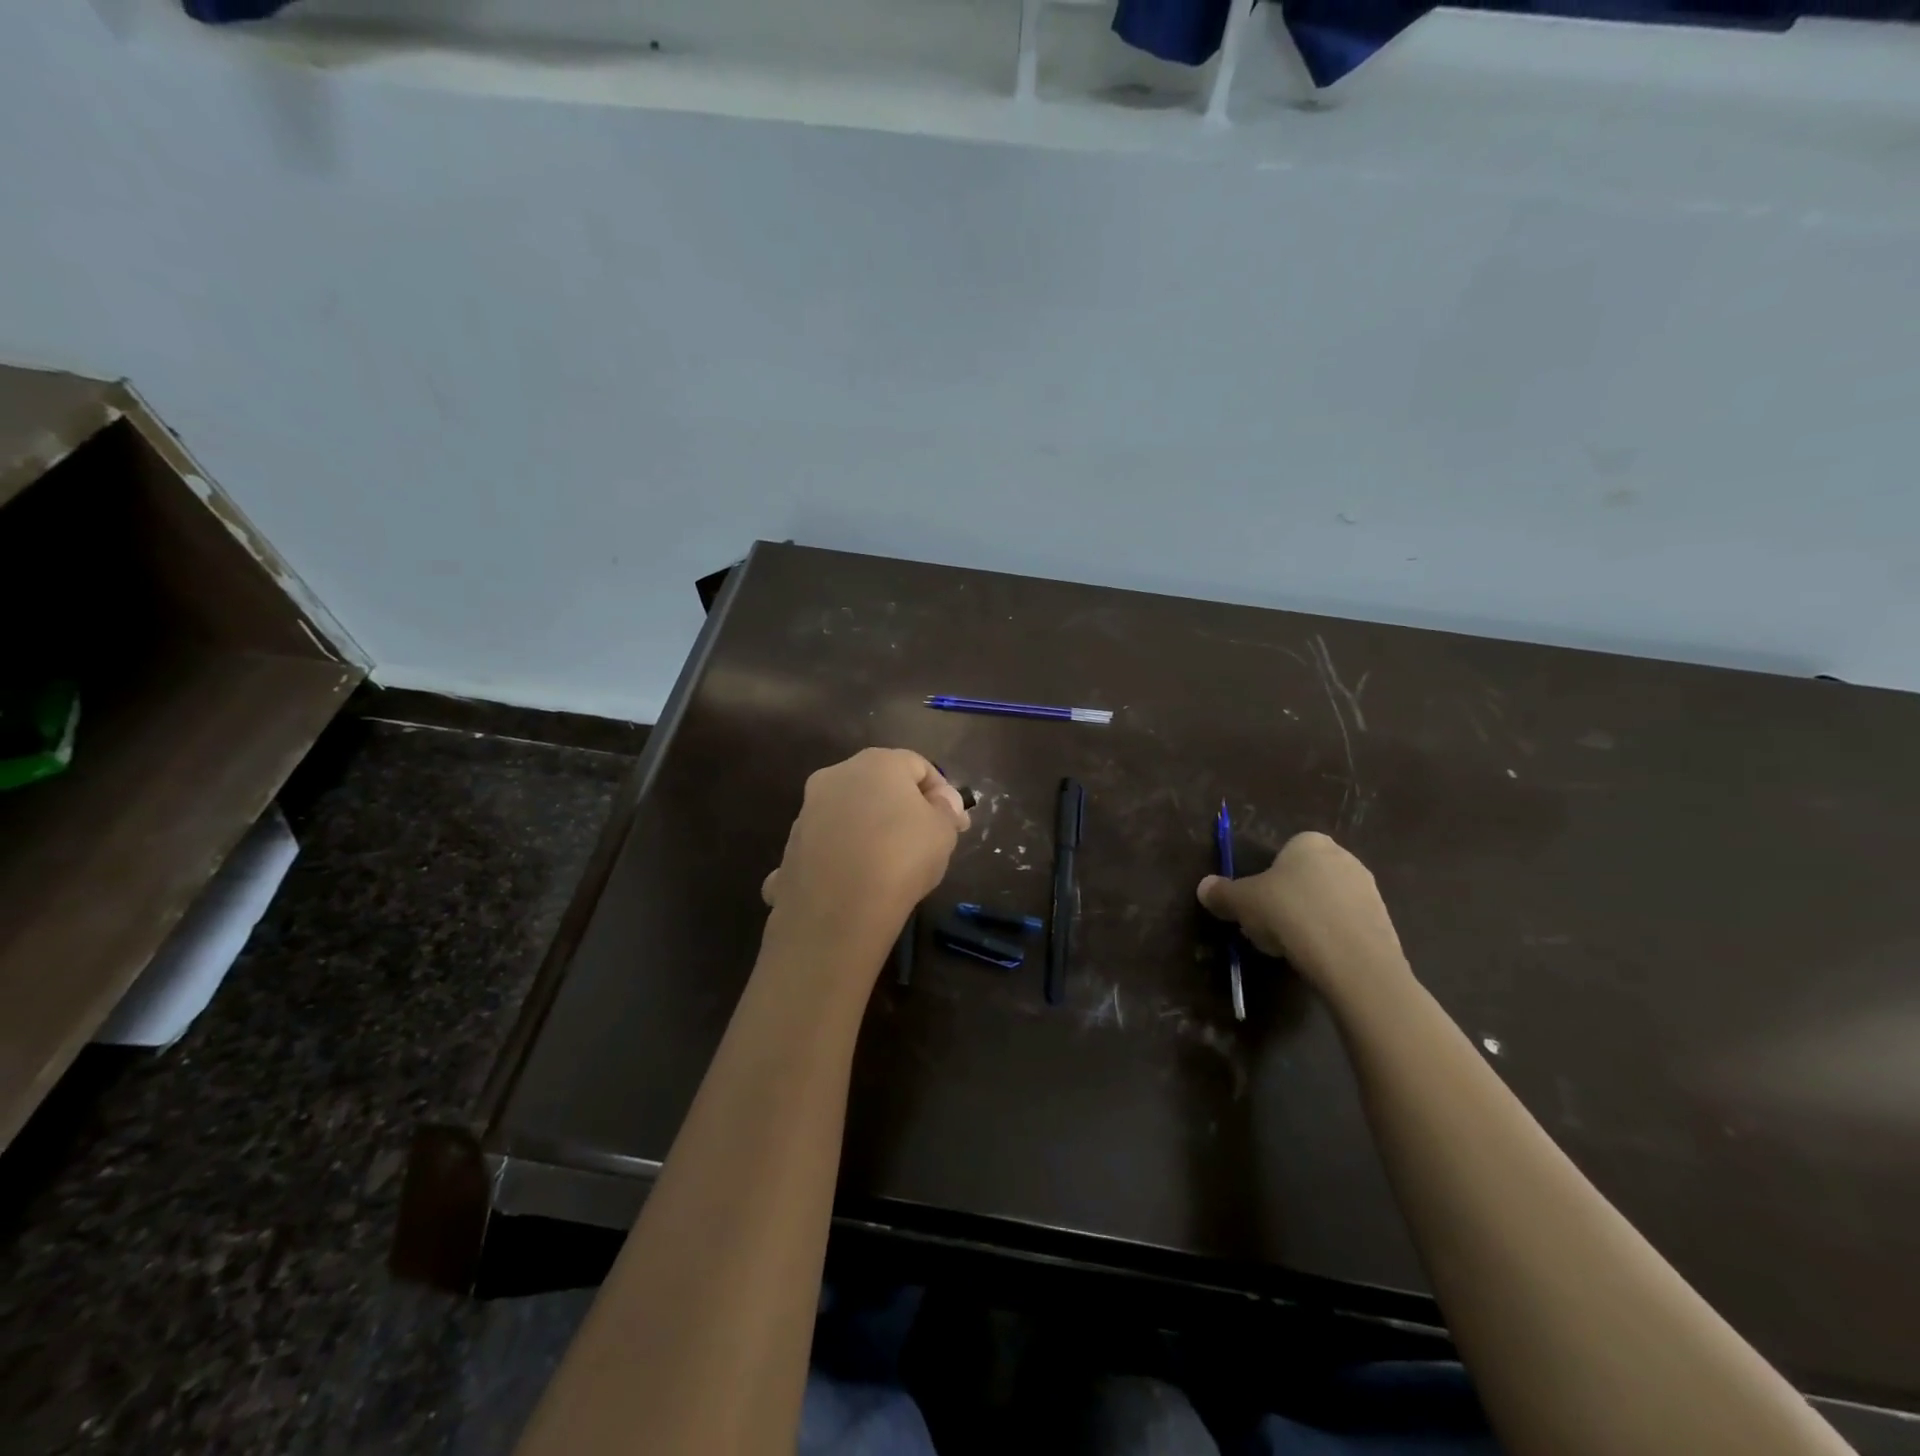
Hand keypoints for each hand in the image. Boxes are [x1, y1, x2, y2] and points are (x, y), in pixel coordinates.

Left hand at [761, 748, 969, 957]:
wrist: (837, 911)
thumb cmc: (901, 858)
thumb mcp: (943, 831)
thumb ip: (946, 809)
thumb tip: (941, 802)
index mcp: (876, 763)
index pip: (917, 765)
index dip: (942, 793)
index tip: (955, 824)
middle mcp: (835, 776)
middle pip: (878, 785)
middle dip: (902, 808)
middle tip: (924, 841)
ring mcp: (807, 811)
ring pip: (848, 813)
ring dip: (869, 830)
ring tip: (889, 866)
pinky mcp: (790, 846)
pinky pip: (826, 845)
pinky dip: (841, 856)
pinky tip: (854, 882)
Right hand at [1197, 831, 1410, 1004]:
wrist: (1352, 958)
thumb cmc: (1290, 913)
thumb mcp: (1242, 902)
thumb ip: (1222, 893)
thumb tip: (1204, 887)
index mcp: (1309, 843)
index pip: (1281, 856)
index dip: (1265, 882)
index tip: (1256, 906)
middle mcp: (1343, 858)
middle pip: (1303, 880)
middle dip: (1286, 902)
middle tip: (1269, 928)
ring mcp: (1368, 890)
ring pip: (1324, 904)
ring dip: (1308, 922)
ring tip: (1292, 949)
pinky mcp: (1383, 922)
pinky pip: (1345, 927)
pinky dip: (1330, 940)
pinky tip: (1317, 959)